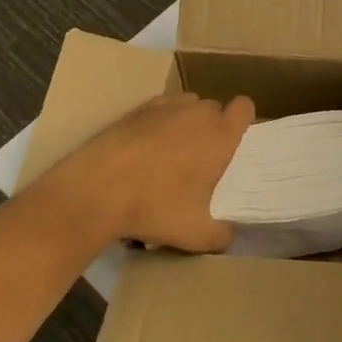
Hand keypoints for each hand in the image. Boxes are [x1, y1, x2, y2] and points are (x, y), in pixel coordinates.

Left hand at [37, 92, 252, 252]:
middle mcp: (197, 113)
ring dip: (186, 121)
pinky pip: (160, 108)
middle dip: (212, 127)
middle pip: (214, 108)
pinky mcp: (136, 109)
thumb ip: (221, 235)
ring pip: (187, 105)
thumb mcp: (195, 235)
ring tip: (172, 151)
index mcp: (220, 136)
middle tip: (200, 158)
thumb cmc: (156, 207)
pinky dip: (159, 122)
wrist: (97, 190)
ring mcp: (165, 107)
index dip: (242, 120)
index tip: (233, 142)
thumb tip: (228, 235)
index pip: (245, 107)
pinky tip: (145, 147)